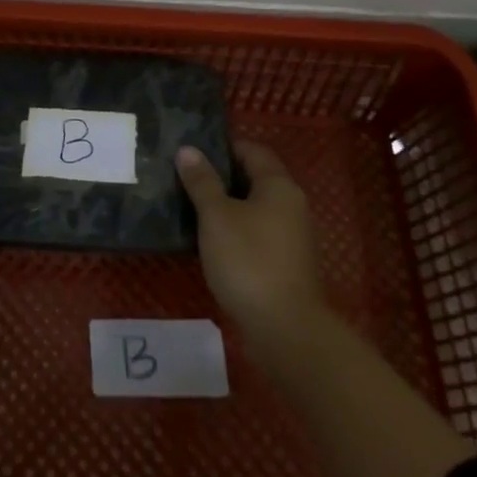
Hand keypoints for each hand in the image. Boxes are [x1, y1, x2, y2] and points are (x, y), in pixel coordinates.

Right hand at [176, 139, 323, 355]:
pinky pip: (257, 234)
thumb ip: (202, 181)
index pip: (252, 150)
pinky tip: (211, 242)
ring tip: (191, 208)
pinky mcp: (286, 264)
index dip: (223, 147)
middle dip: (221, 177)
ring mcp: (292, 237)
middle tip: (185, 178)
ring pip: (255, 208)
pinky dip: (236, 231)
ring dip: (227, 206)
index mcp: (278, 186)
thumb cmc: (248, 260)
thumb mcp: (216, 216)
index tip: (192, 152)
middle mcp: (291, 205)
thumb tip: (188, 150)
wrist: (285, 329)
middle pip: (255, 179)